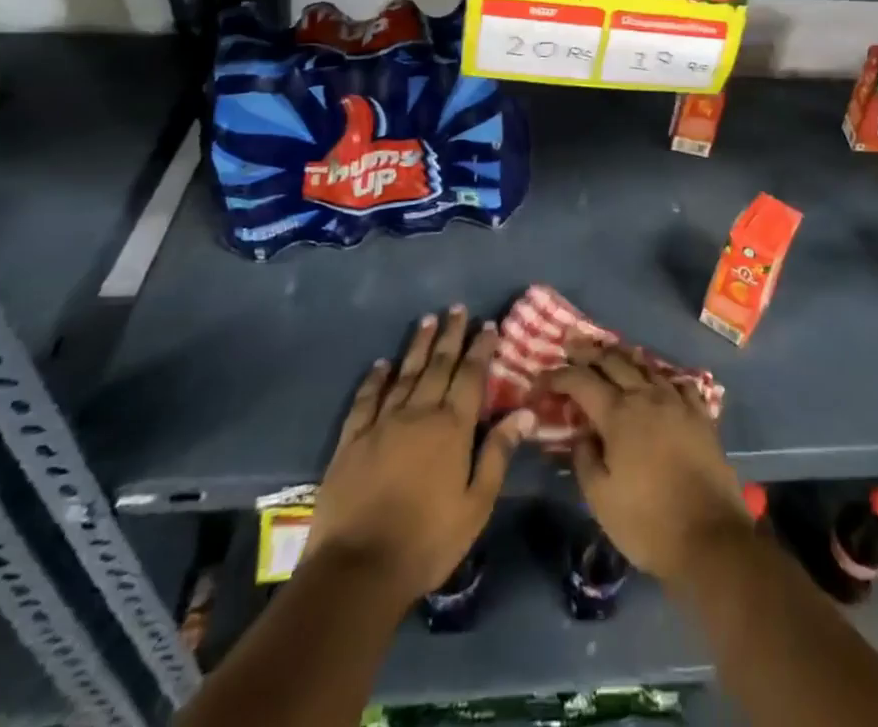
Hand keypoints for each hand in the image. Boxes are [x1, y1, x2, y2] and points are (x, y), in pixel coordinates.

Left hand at [303, 306, 534, 606]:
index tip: (488, 325)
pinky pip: (365, 400)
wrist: (358, 569)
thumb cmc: (428, 540)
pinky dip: (374, 379)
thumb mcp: (476, 504)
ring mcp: (382, 424)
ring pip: (404, 374)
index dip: (481, 349)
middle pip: (438, 365)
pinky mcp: (352, 440)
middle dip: (450, 335)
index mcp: (452, 428)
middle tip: (456, 308)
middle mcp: (418, 414)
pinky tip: (380, 365)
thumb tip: (525, 412)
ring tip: (426, 321)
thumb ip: (498, 454)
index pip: (471, 377)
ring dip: (417, 346)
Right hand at [545, 343, 748, 581]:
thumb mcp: (600, 499)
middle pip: (613, 361)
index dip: (557, 376)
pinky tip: (659, 381)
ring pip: (646, 366)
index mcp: (618, 414)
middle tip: (571, 347)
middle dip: (588, 353)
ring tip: (611, 353)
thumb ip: (584, 459)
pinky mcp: (701, 415)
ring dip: (624, 356)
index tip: (540, 381)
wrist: (710, 536)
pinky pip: (679, 383)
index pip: (580, 381)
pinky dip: (662, 377)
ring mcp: (677, 402)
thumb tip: (581, 434)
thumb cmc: (647, 522)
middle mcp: (646, 397)